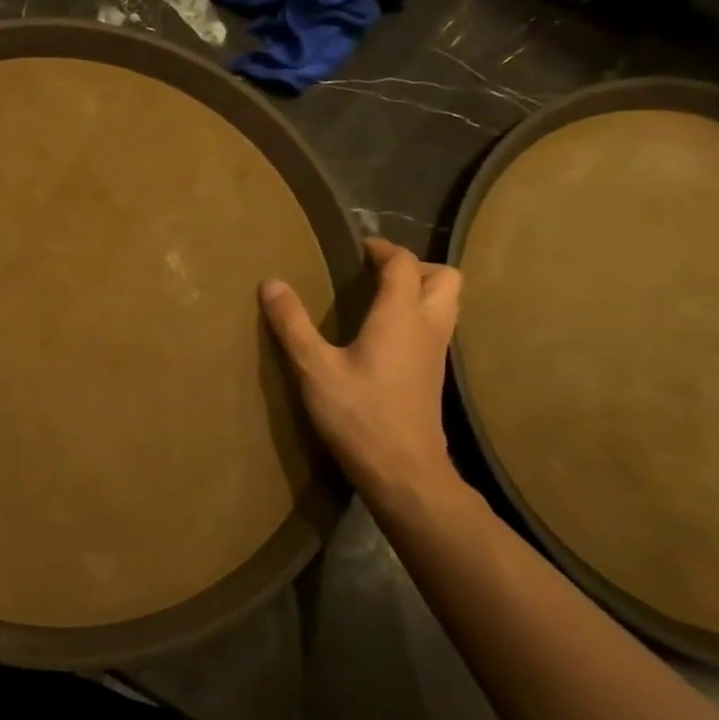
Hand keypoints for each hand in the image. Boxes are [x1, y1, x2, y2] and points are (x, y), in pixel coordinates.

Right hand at [261, 238, 462, 506]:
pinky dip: (418, 316)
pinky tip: (383, 336)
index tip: (356, 248)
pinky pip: (436, 327)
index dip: (383, 249)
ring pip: (446, 303)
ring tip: (378, 299)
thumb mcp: (314, 367)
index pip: (405, 263)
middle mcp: (428, 326)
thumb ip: (292, 323)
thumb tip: (271, 282)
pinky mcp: (434, 375)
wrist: (403, 471)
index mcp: (401, 316)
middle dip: (414, 266)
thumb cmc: (359, 414)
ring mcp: (437, 352)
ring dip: (421, 290)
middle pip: (444, 277)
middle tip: (376, 273)